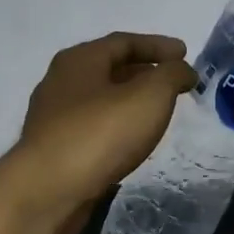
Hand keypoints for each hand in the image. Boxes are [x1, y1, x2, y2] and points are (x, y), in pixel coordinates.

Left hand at [6, 32, 196, 233]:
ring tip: (158, 112)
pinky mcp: (55, 149)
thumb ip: (171, 76)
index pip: (123, 42)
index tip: (185, 54)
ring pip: (100, 100)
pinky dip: (117, 126)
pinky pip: (93, 127)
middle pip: (109, 68)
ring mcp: (54, 117)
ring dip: (130, 101)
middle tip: (174, 83)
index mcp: (79, 60)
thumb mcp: (149, 96)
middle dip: (144, 72)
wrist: (48, 192)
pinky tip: (132, 141)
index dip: (158, 45)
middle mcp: (61, 82)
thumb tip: (183, 71)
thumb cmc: (100, 134)